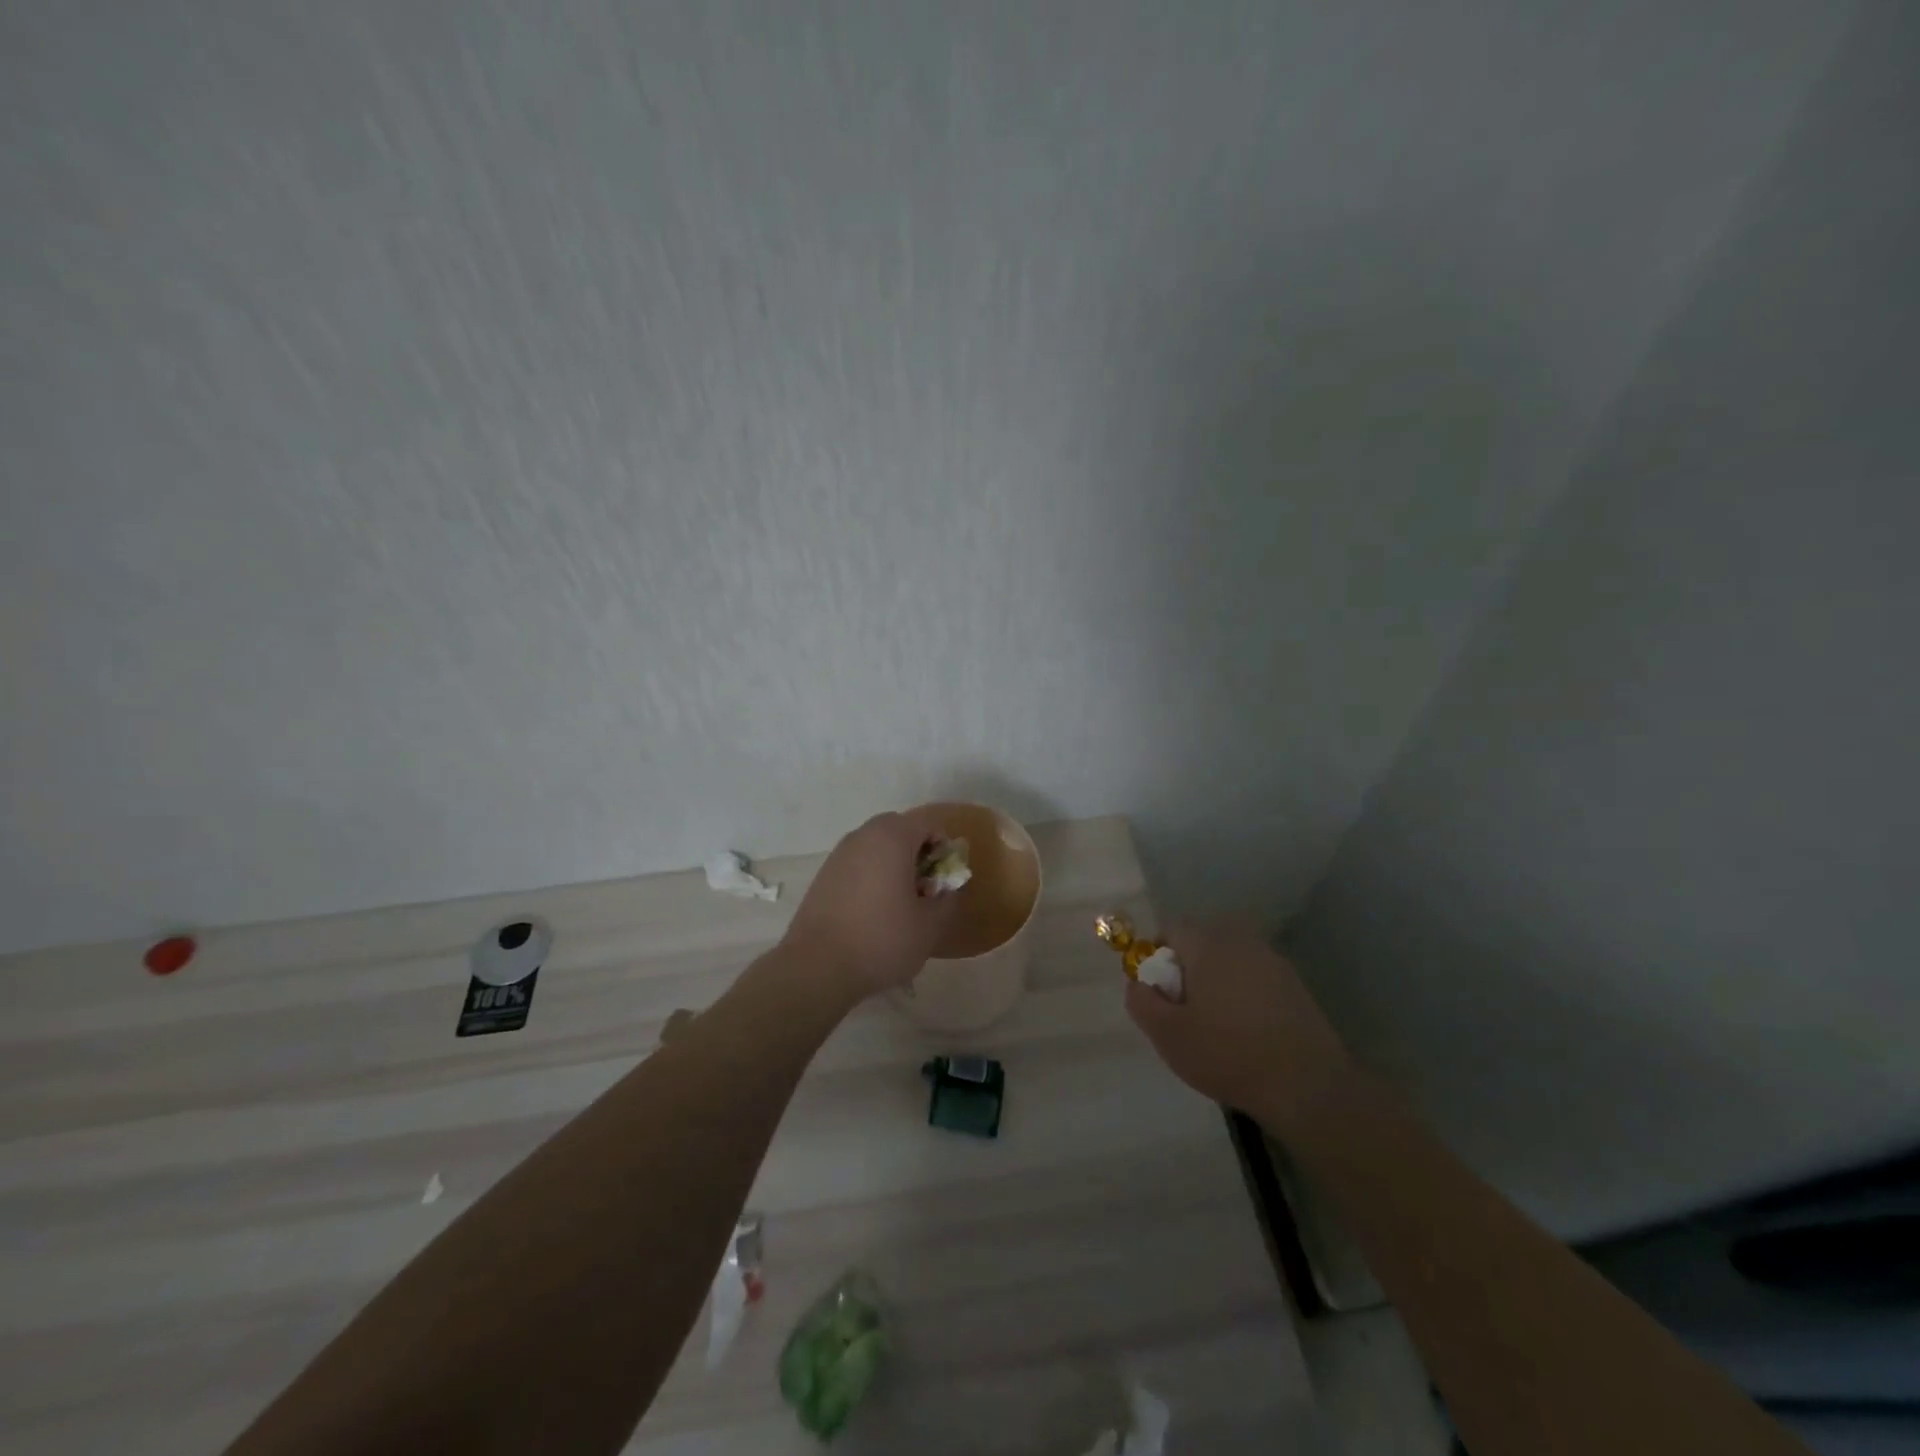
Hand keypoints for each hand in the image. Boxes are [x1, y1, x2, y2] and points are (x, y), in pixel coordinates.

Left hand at [782, 812, 957, 996]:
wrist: (817, 967)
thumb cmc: (882, 941)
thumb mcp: (929, 926)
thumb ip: (947, 899)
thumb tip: (948, 887)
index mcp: (892, 839)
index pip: (927, 825)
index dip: (943, 847)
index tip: (943, 878)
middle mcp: (863, 836)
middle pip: (898, 829)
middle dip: (916, 851)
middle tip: (924, 887)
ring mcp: (838, 854)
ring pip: (875, 844)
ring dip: (892, 861)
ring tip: (898, 901)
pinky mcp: (823, 874)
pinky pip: (856, 862)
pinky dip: (870, 874)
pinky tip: (871, 909)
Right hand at [1125, 925, 1352, 1139]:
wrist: (1306, 1086)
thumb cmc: (1227, 1053)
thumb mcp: (1167, 1035)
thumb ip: (1141, 1001)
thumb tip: (1137, 983)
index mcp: (1208, 943)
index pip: (1171, 930)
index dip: (1157, 958)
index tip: (1161, 995)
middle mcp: (1241, 941)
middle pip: (1202, 944)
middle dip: (1188, 971)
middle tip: (1185, 1014)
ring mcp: (1273, 961)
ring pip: (1230, 962)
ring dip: (1218, 985)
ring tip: (1217, 1028)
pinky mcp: (1296, 986)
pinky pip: (1256, 980)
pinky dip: (1245, 997)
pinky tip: (1248, 1035)